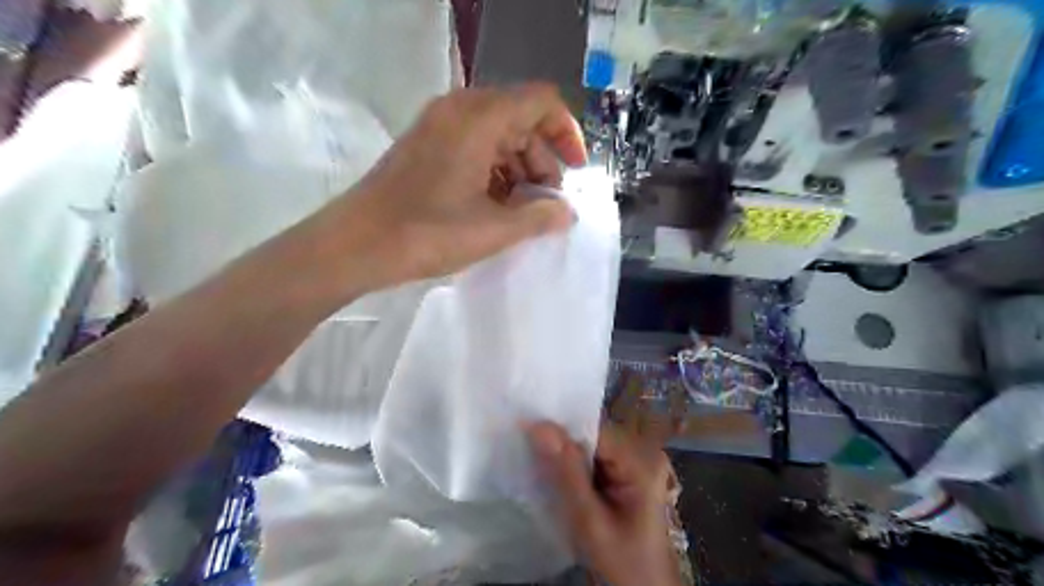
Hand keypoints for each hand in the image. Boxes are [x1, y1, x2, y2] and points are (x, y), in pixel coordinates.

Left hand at [309, 85, 584, 299]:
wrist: (353, 245)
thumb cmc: (426, 233)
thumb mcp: (493, 230)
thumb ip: (539, 217)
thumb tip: (567, 212)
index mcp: (479, 117)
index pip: (541, 102)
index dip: (566, 134)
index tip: (574, 172)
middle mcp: (459, 110)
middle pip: (520, 120)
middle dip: (541, 162)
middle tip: (545, 205)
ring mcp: (438, 126)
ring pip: (497, 136)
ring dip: (518, 171)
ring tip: (521, 213)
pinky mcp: (425, 146)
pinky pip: (473, 147)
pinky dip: (493, 172)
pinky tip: (493, 207)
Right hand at [527, 420, 682, 585]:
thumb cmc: (622, 562)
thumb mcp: (590, 521)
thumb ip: (566, 472)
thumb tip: (539, 426)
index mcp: (642, 462)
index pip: (596, 429)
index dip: (562, 427)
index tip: (527, 426)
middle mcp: (644, 453)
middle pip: (595, 434)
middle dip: (563, 440)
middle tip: (527, 443)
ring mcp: (638, 463)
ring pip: (593, 445)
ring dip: (567, 453)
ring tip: (536, 455)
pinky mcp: (630, 473)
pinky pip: (597, 458)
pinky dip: (576, 465)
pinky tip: (557, 472)